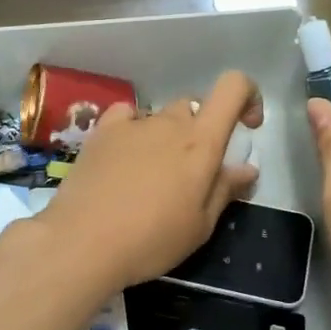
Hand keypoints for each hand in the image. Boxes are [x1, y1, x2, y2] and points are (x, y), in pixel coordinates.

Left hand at [37, 71, 261, 297]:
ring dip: (167, 137)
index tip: (246, 127)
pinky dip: (134, 128)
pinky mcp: (101, 133)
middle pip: (196, 107)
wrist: (83, 243)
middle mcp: (169, 122)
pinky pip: (126, 116)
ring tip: (153, 175)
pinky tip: (126, 155)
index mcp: (201, 142)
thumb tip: (247, 168)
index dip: (247, 96)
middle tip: (193, 172)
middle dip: (203, 131)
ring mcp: (132, 124)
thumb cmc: (151, 240)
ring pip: (161, 116)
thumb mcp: (200, 226)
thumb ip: (225, 190)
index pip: (233, 87)